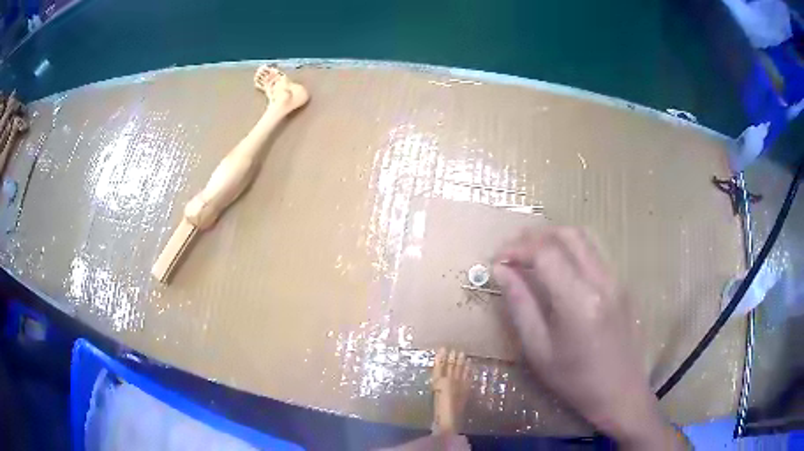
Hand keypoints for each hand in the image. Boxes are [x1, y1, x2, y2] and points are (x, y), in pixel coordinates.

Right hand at [493, 227, 685, 449]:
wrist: (620, 391)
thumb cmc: (574, 379)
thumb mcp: (538, 350)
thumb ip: (520, 305)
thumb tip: (501, 270)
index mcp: (579, 300)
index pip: (545, 252)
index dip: (517, 249)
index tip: (497, 260)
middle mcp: (601, 279)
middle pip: (566, 234)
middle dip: (534, 236)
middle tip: (512, 252)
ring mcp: (616, 279)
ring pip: (583, 237)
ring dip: (554, 237)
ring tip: (531, 254)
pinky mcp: (622, 283)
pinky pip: (594, 252)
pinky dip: (571, 248)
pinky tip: (559, 267)